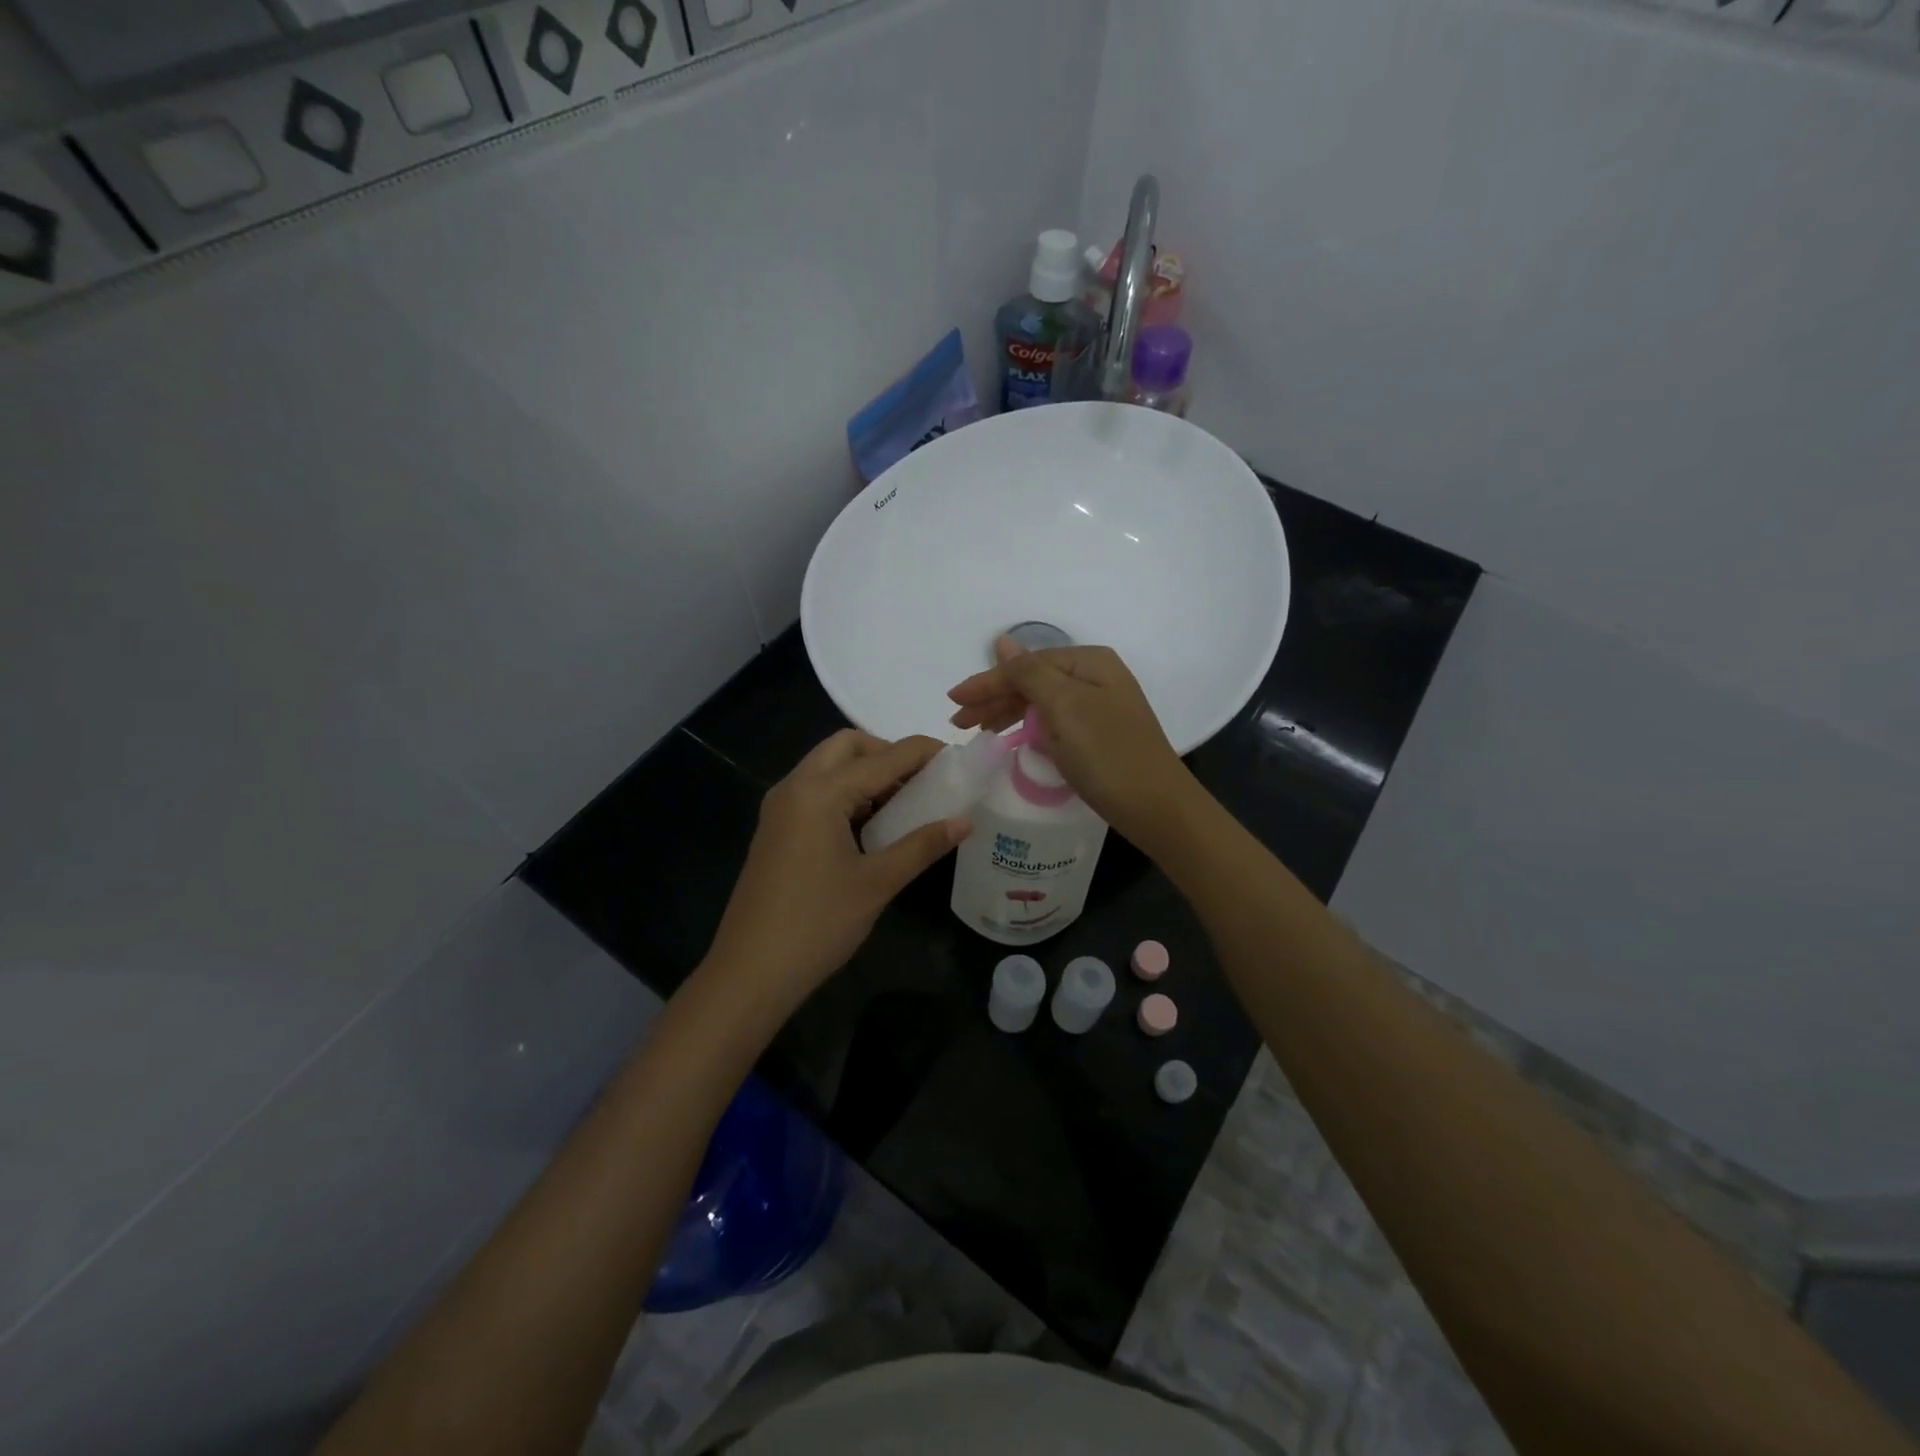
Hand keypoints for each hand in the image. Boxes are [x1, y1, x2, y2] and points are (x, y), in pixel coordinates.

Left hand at [703, 730, 970, 1017]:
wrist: (750, 972)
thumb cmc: (818, 924)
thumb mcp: (877, 883)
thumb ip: (922, 846)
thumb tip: (964, 822)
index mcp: (820, 792)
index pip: (882, 758)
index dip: (922, 752)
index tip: (955, 755)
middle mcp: (795, 787)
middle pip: (846, 746)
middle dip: (886, 752)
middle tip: (922, 778)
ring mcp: (780, 808)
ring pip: (827, 767)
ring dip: (865, 771)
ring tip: (904, 801)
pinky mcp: (775, 829)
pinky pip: (814, 791)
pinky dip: (845, 792)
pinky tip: (870, 824)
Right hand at [947, 638, 1194, 841]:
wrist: (1156, 807)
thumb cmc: (1107, 754)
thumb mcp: (1064, 707)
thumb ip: (1029, 673)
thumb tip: (1003, 642)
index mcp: (1089, 662)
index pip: (1026, 664)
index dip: (987, 682)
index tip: (953, 701)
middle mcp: (1096, 677)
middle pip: (1033, 680)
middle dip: (994, 698)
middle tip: (959, 722)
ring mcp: (1100, 706)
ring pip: (1041, 701)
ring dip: (1008, 713)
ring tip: (978, 731)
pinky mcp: (1099, 734)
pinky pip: (1054, 721)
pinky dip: (1029, 727)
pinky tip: (1013, 737)